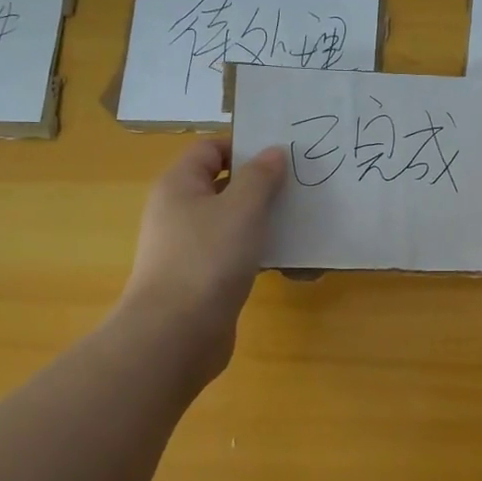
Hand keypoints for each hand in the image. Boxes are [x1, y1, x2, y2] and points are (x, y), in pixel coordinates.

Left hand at [121, 139, 286, 369]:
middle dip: (263, 186)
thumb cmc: (208, 258)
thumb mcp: (242, 208)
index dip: (244, 146)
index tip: (283, 155)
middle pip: (224, 186)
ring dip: (266, 222)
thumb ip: (260, 176)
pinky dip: (261, 254)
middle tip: (302, 186)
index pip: (210, 149)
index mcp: (179, 185)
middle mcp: (180, 212)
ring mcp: (190, 248)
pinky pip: (236, 255)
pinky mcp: (203, 279)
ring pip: (234, 223)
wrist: (176, 334)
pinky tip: (291, 262)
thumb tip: (272, 152)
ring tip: (304, 223)